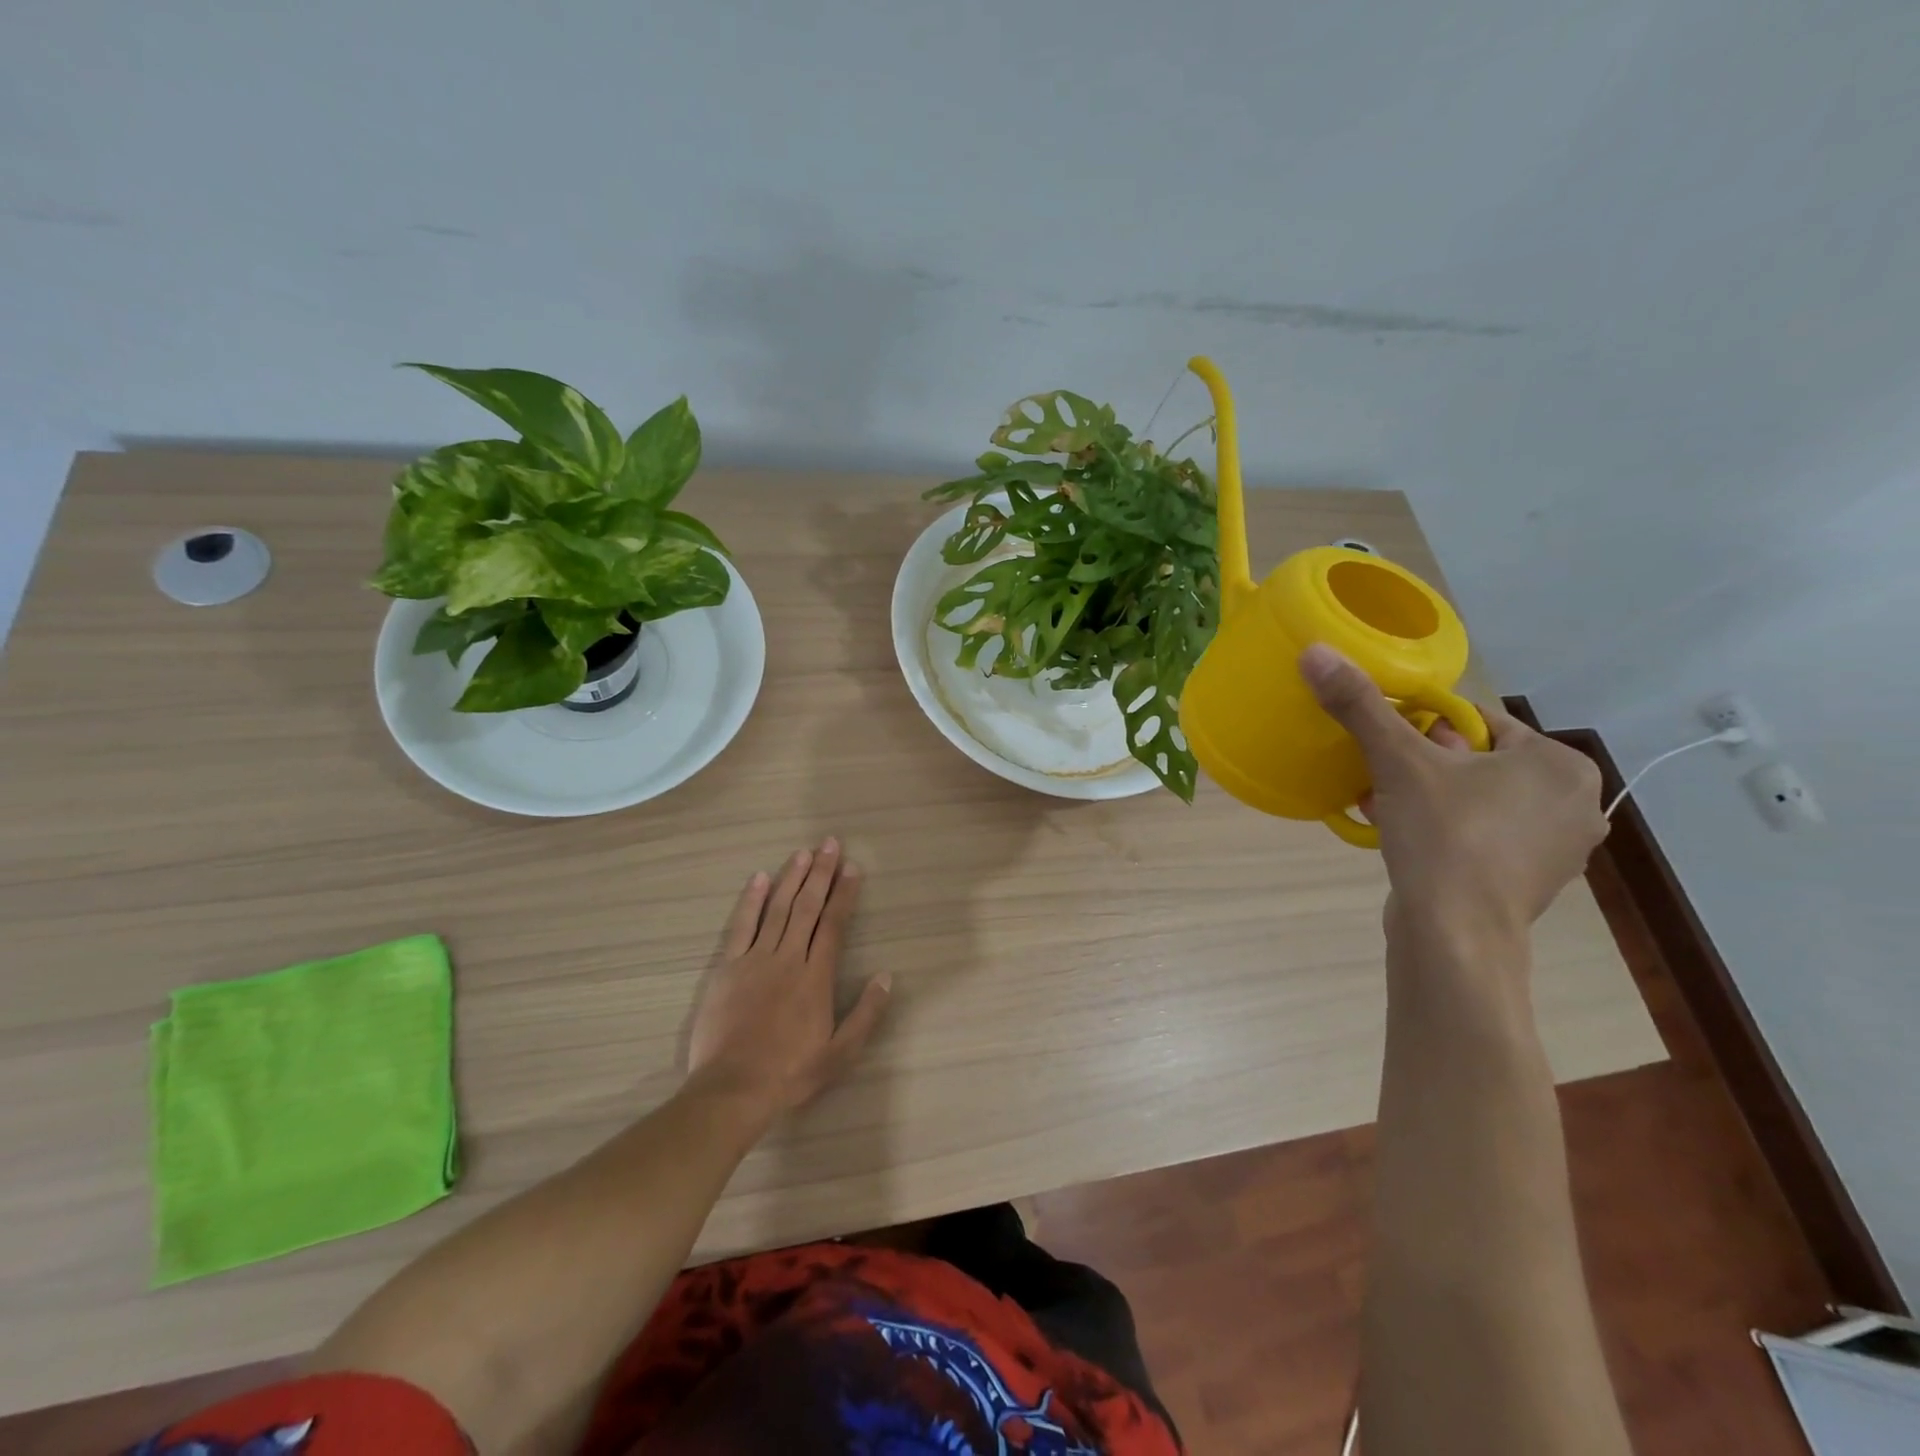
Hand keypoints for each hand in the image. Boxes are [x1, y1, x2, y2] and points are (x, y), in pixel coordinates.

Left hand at [686, 837, 890, 1115]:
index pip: (834, 924)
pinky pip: (741, 926)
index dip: (845, 894)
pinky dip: (751, 900)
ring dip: (791, 878)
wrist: (733, 1089)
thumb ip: (866, 1014)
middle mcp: (788, 958)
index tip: (853, 868)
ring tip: (803, 853)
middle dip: (821, 873)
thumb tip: (886, 976)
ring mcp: (755, 959)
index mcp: (816, 976)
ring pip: (777, 908)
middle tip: (830, 843)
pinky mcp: (727, 967)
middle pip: (808, 907)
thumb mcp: (840, 1053)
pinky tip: (758, 878)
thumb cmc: (790, 1073)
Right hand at [1299, 645, 1605, 941]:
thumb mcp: (1397, 761)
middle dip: (1425, 764)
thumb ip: (1360, 705)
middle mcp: (1574, 804)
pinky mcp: (1531, 883)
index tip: (1388, 740)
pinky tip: (1404, 837)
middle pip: (1478, 762)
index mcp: (1559, 764)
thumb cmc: (1444, 835)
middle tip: (1381, 774)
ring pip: (1478, 801)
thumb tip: (1316, 651)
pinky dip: (1445, 830)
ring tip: (1383, 803)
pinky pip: (1482, 837)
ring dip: (1429, 797)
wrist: (1456, 933)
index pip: (1481, 722)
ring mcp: (1557, 850)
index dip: (1426, 725)